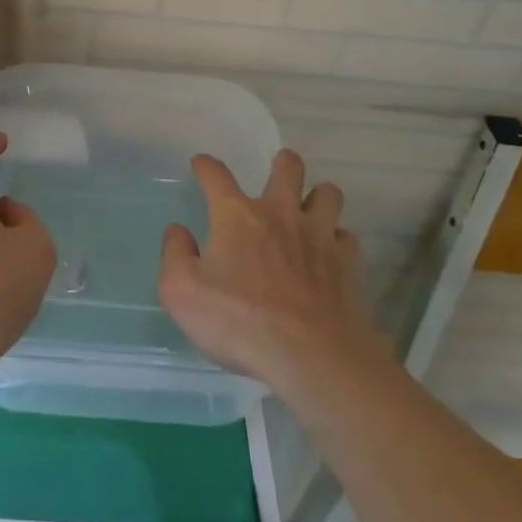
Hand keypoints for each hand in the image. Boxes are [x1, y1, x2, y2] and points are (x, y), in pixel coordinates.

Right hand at [159, 149, 375, 390]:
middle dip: (283, 164)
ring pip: (328, 194)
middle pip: (288, 167)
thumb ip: (175, 255)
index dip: (206, 166)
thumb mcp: (182, 293)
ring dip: (318, 197)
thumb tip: (178, 231)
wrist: (310, 357)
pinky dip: (338, 241)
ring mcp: (318, 236)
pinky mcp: (347, 264)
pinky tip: (330, 254)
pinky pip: (346, 237)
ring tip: (309, 211)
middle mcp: (279, 213)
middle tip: (277, 176)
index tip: (201, 164)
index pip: (216, 175)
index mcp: (236, 215)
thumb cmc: (239, 321)